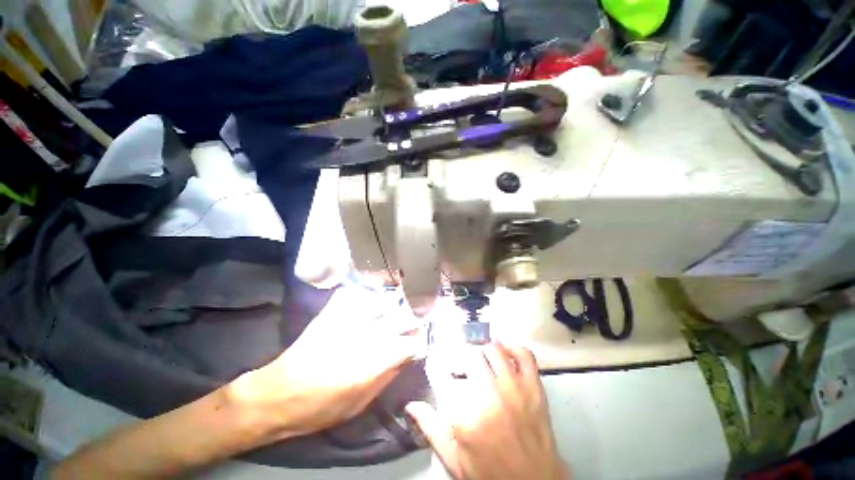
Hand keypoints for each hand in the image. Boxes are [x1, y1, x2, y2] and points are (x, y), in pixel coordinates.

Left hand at [229, 284, 421, 441]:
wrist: (279, 394)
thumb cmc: (321, 407)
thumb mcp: (360, 403)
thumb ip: (387, 377)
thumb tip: (405, 357)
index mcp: (375, 361)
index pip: (411, 343)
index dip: (418, 342)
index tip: (418, 343)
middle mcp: (367, 334)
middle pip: (401, 317)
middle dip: (411, 320)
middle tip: (412, 323)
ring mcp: (348, 319)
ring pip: (382, 301)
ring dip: (391, 305)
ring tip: (392, 309)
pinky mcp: (332, 312)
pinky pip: (354, 294)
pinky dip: (364, 295)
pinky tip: (366, 300)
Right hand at [406, 343, 567, 479]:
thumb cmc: (489, 473)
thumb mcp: (454, 459)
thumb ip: (431, 428)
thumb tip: (411, 405)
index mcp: (464, 415)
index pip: (440, 373)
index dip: (435, 364)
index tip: (436, 364)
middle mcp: (488, 396)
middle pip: (468, 354)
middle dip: (460, 355)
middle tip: (460, 363)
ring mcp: (514, 389)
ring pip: (493, 349)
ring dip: (483, 350)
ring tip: (480, 357)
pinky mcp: (534, 388)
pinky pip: (524, 354)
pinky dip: (512, 347)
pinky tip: (504, 351)